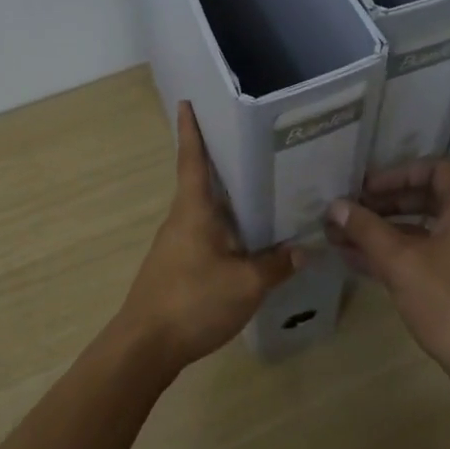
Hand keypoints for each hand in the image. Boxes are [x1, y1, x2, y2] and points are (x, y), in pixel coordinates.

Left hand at [120, 102, 301, 368]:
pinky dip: (226, 225)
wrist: (145, 346)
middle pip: (201, 181)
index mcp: (193, 210)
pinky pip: (206, 233)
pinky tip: (248, 237)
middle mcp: (181, 219)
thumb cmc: (192, 301)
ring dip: (227, 196)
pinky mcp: (177, 265)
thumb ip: (276, 265)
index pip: (191, 159)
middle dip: (221, 160)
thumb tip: (303, 250)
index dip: (190, 130)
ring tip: (261, 187)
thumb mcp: (245, 284)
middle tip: (253, 142)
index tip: (188, 102)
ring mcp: (176, 243)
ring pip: (205, 209)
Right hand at [326, 158, 449, 386]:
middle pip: (427, 197)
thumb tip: (335, 206)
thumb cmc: (448, 303)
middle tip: (350, 212)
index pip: (434, 168)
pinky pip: (429, 253)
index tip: (365, 188)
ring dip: (385, 231)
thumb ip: (366, 229)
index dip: (396, 174)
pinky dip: (399, 253)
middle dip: (384, 204)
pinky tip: (360, 262)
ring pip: (424, 229)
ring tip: (343, 238)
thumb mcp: (400, 262)